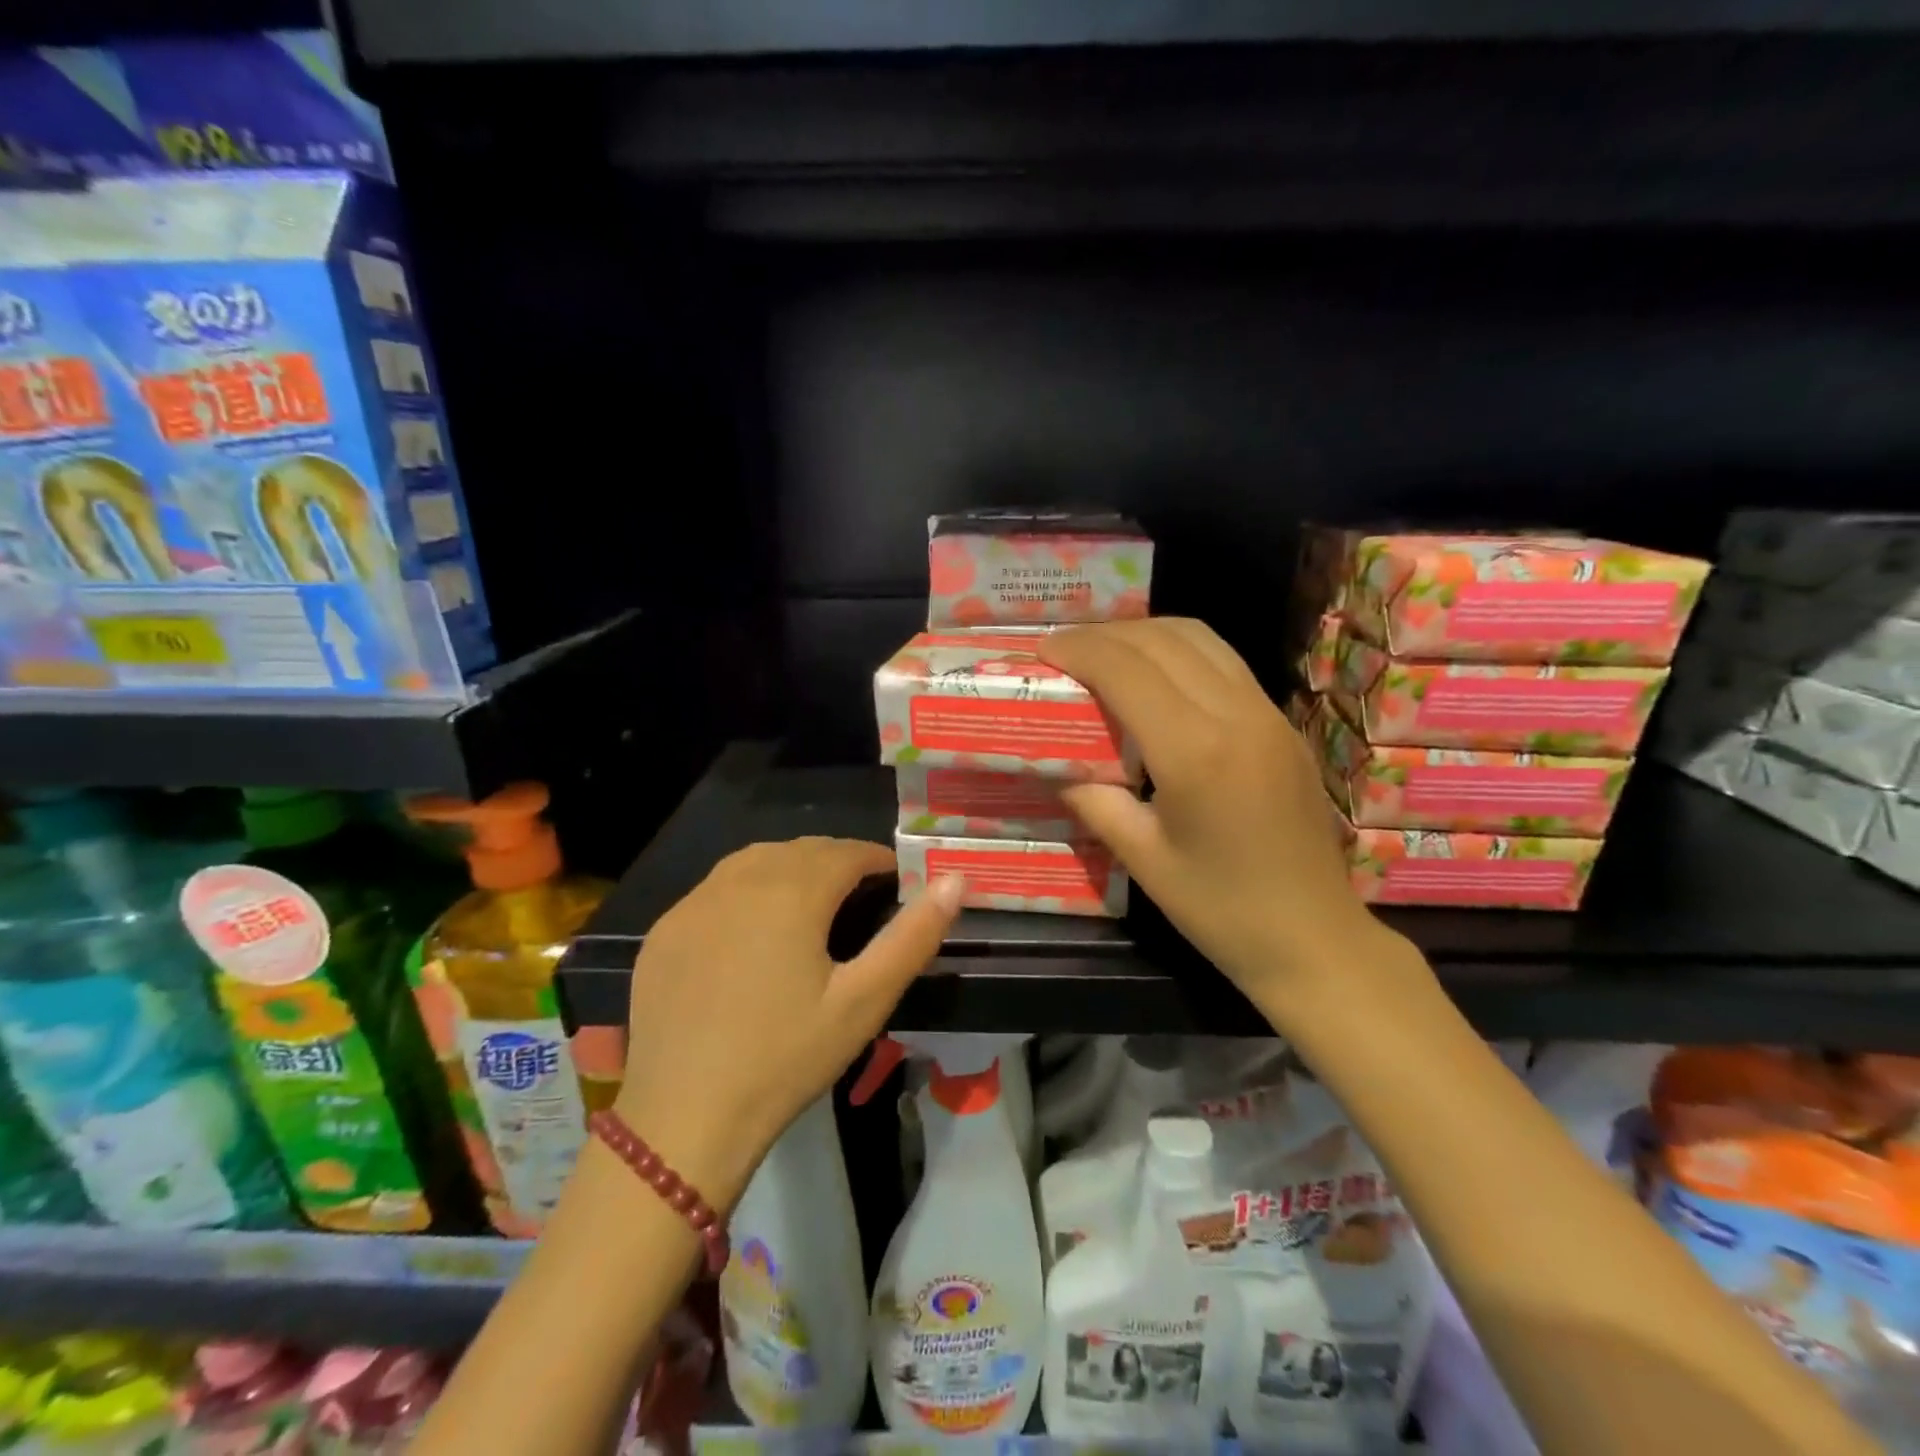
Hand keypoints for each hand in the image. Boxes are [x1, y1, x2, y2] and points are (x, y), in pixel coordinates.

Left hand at [613, 839, 962, 1206]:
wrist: (682, 1120)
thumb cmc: (786, 1058)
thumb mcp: (864, 1001)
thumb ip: (913, 936)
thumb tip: (955, 881)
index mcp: (792, 891)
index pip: (847, 852)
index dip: (878, 860)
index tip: (897, 881)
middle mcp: (739, 880)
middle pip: (801, 849)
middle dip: (837, 861)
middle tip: (860, 896)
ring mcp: (693, 903)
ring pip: (754, 861)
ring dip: (790, 868)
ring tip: (811, 904)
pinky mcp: (664, 930)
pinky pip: (714, 891)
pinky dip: (744, 892)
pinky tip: (750, 933)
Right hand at [1039, 618, 1383, 1013]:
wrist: (1315, 939)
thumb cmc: (1221, 910)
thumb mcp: (1143, 860)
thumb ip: (1095, 801)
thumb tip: (1058, 767)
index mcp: (1195, 752)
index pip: (1127, 670)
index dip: (1080, 650)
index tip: (1043, 650)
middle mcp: (1236, 715)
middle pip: (1163, 640)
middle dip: (1106, 635)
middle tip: (1066, 651)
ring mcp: (1268, 714)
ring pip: (1201, 639)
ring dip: (1146, 634)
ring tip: (1106, 654)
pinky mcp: (1283, 724)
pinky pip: (1225, 662)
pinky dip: (1180, 652)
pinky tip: (1156, 678)